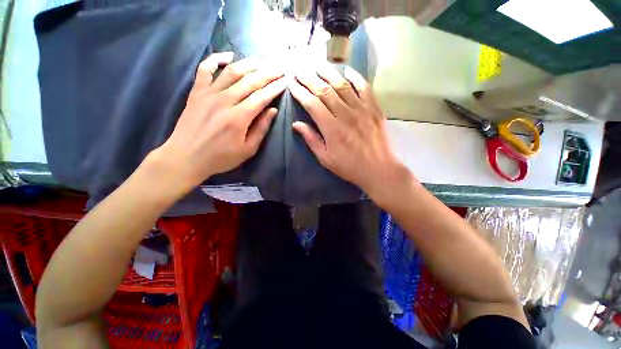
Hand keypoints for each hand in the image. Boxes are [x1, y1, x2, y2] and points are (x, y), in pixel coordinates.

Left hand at [153, 53, 286, 193]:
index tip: (285, 81)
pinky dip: (215, 59)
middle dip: (267, 73)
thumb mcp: (247, 149)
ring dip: (248, 64)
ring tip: (261, 60)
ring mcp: (208, 94)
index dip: (275, 88)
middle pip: (250, 81)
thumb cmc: (220, 157)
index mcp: (239, 117)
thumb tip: (273, 110)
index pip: (261, 97)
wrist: (186, 157)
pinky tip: (227, 55)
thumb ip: (261, 129)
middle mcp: (225, 101)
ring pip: (231, 72)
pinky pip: (205, 69)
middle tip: (279, 67)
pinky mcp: (196, 92)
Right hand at [289, 64, 413, 203]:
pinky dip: (356, 77)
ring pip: (342, 85)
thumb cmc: (349, 167)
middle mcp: (345, 115)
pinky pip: (365, 88)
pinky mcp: (374, 109)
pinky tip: (347, 70)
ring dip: (328, 73)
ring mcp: (361, 109)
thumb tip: (296, 124)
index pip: (312, 104)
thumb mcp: (326, 158)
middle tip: (299, 70)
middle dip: (309, 78)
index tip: (292, 84)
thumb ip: (311, 140)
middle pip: (324, 91)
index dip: (300, 92)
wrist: (379, 169)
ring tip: (317, 65)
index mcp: (331, 129)